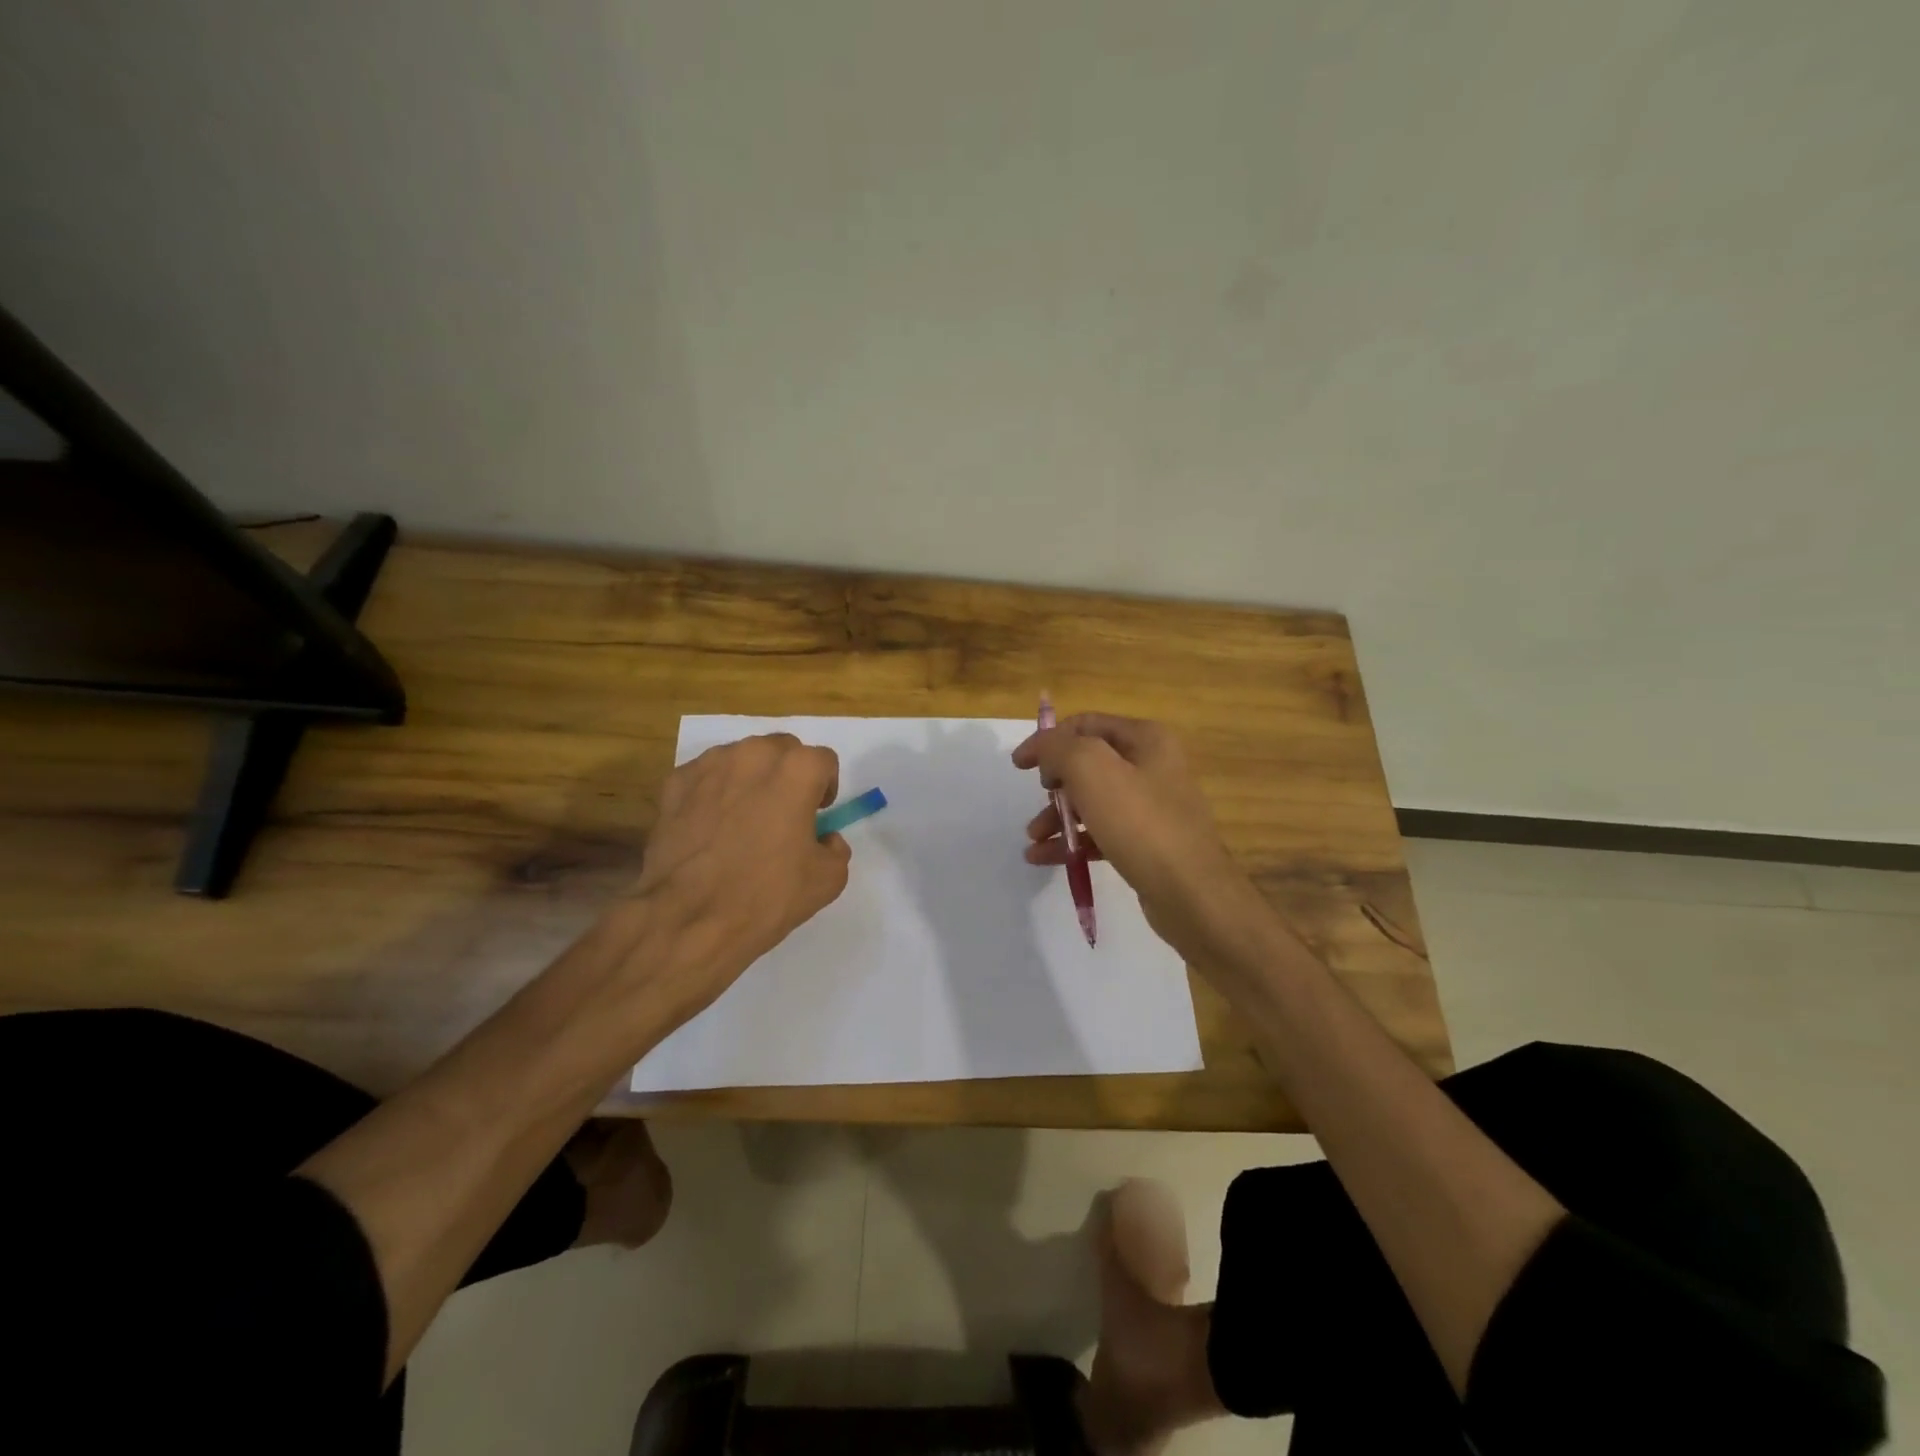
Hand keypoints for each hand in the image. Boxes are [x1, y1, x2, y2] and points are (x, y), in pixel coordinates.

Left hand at [616, 733, 850, 1026]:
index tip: (818, 814)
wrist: (688, 918)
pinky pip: (705, 777)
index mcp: (796, 770)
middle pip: (781, 749)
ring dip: (750, 778)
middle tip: (785, 812)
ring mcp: (709, 766)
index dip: (825, 787)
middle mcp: (753, 754)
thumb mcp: (828, 880)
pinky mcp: (675, 784)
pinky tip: (711, 826)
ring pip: (741, 758)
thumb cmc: (766, 896)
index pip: (823, 761)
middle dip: (788, 773)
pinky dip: (713, 792)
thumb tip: (823, 838)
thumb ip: (835, 848)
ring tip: (744, 818)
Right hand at [1012, 713, 1274, 969]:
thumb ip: (1059, 748)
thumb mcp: (1091, 770)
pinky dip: (1073, 840)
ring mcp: (1152, 806)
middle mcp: (1152, 766)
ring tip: (1033, 838)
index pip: (1085, 724)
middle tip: (1038, 803)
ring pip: (1092, 801)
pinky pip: (1101, 832)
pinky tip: (1044, 857)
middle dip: (1054, 784)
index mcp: (1145, 739)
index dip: (1048, 740)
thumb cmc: (1140, 823)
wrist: (1190, 894)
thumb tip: (1045, 751)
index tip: (1019, 766)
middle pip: (1088, 764)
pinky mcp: (1147, 842)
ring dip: (1058, 816)